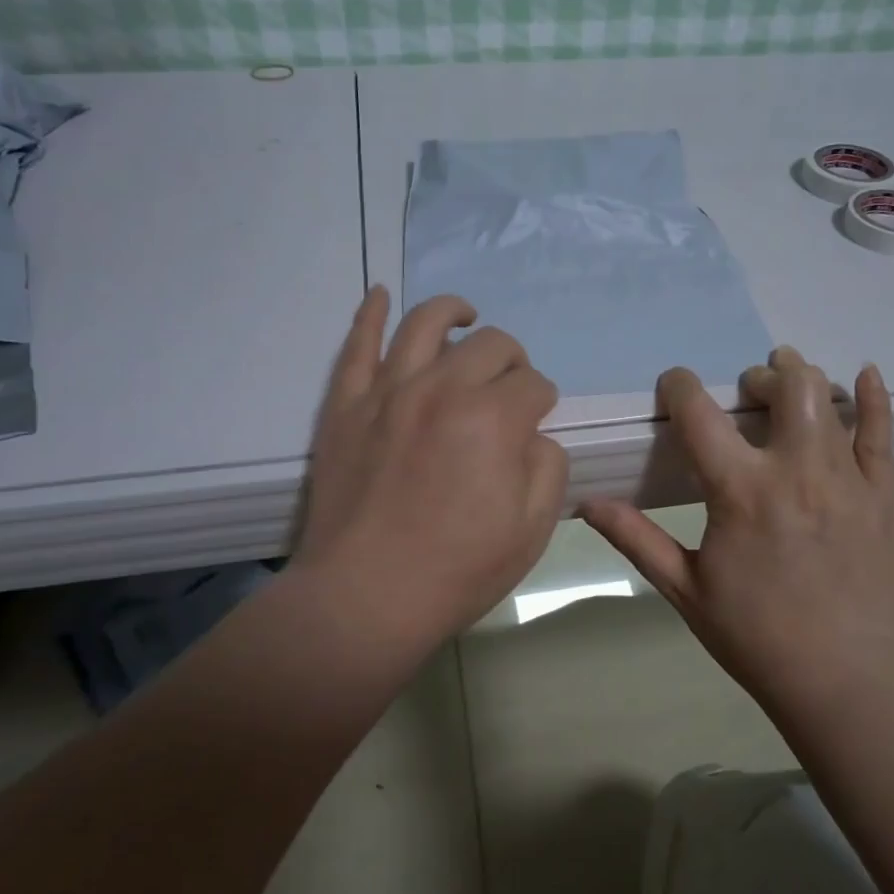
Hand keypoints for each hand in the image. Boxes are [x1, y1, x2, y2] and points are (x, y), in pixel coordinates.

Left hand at [294, 287, 567, 652]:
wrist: (364, 599)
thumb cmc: (457, 571)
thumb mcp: (532, 529)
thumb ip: (547, 466)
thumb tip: (533, 434)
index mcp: (494, 419)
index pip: (534, 384)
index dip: (542, 402)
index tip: (536, 423)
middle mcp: (442, 388)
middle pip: (491, 345)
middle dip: (512, 361)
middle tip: (509, 388)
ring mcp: (387, 391)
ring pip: (425, 323)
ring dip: (454, 313)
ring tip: (465, 317)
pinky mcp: (345, 405)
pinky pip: (357, 345)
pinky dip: (369, 313)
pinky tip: (379, 294)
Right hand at [579, 347, 893, 719]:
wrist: (842, 678)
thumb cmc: (754, 635)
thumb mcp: (684, 588)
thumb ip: (636, 538)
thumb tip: (586, 503)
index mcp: (740, 492)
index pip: (700, 414)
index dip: (680, 386)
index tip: (674, 386)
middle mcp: (796, 471)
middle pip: (783, 387)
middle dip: (758, 378)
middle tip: (747, 393)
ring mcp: (847, 479)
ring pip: (828, 399)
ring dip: (802, 380)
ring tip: (788, 382)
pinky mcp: (884, 495)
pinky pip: (883, 432)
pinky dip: (873, 398)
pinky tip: (863, 377)